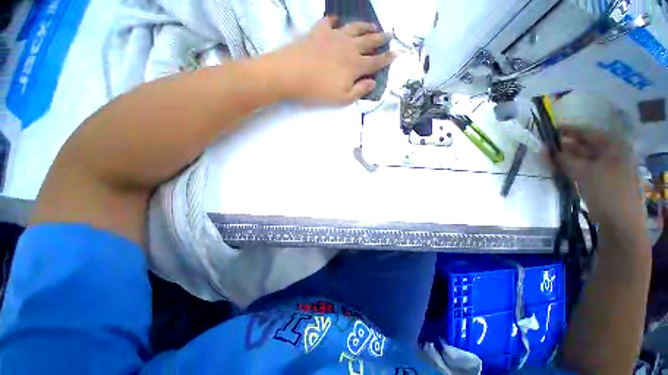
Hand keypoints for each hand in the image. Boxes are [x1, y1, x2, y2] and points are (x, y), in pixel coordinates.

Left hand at [272, 16, 395, 104]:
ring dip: (365, 27)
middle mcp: (349, 47)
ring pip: (354, 28)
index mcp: (355, 65)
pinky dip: (335, 20)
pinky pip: (330, 22)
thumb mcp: (343, 98)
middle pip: (369, 41)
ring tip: (373, 26)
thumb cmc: (319, 90)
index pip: (375, 62)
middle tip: (390, 34)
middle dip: (381, 39)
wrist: (293, 73)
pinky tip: (337, 20)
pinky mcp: (319, 31)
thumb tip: (373, 83)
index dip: (387, 58)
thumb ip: (360, 90)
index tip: (397, 53)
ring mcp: (334, 36)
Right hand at [553, 128, 643, 228]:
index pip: (587, 132)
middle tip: (545, 146)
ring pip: (583, 158)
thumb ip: (563, 159)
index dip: (567, 130)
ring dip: (566, 157)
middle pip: (585, 145)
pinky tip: (559, 169)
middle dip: (565, 145)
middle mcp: (612, 154)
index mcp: (613, 146)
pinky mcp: (603, 180)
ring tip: (547, 158)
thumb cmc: (606, 192)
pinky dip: (571, 167)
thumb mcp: (583, 173)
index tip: (549, 130)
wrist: (620, 223)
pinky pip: (584, 169)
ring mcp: (609, 168)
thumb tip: (545, 149)